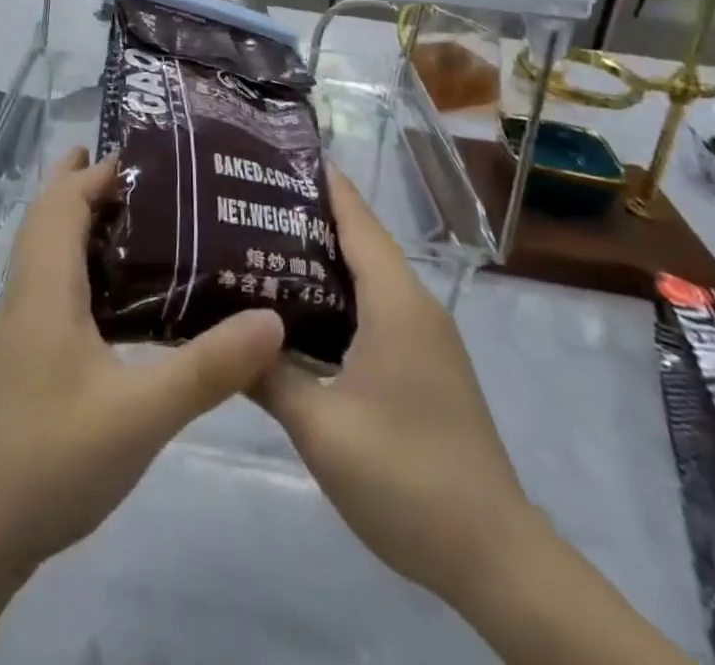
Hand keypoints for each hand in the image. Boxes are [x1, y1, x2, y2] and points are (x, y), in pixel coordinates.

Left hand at [0, 146, 285, 575]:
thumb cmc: (49, 460)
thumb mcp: (138, 415)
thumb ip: (207, 368)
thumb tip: (272, 318)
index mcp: (45, 285)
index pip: (65, 201)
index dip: (99, 171)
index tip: (149, 154)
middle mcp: (26, 292)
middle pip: (50, 215)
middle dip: (86, 184)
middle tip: (145, 174)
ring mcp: (20, 325)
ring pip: (46, 250)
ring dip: (81, 222)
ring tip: (137, 221)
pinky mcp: (23, 355)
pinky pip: (52, 284)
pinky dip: (80, 264)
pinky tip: (117, 296)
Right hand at [252, 165, 537, 607]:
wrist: (496, 559)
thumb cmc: (406, 478)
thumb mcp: (320, 428)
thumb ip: (266, 374)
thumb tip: (218, 333)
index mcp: (395, 302)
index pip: (356, 217)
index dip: (319, 181)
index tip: (271, 155)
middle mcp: (414, 305)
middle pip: (358, 239)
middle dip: (306, 215)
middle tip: (244, 203)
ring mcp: (424, 336)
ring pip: (366, 274)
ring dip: (318, 257)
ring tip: (256, 244)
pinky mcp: (424, 363)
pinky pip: (374, 306)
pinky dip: (336, 293)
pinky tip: (296, 308)